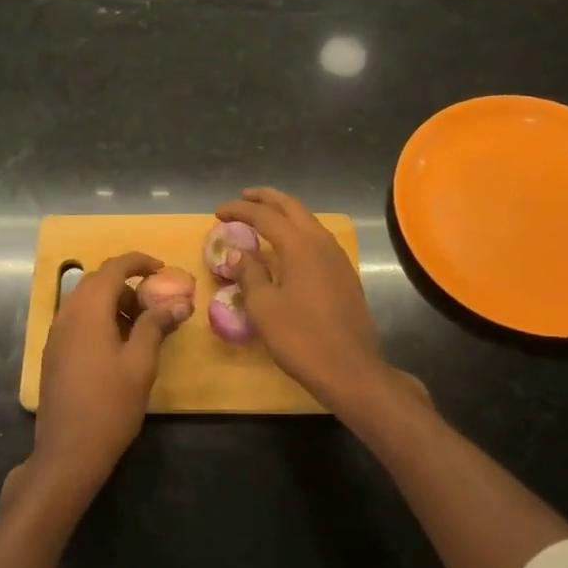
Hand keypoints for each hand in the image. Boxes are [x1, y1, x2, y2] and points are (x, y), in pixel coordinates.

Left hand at [31, 251, 186, 505]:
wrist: (68, 452)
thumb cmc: (110, 406)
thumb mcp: (141, 364)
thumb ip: (156, 325)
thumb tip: (179, 302)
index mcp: (89, 311)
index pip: (113, 268)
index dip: (139, 262)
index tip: (162, 269)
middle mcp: (67, 314)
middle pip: (97, 281)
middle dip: (127, 282)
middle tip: (154, 301)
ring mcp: (56, 334)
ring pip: (85, 300)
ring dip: (113, 301)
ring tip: (140, 325)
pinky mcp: (53, 352)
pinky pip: (77, 318)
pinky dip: (99, 317)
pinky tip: (118, 344)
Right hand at [217, 188, 424, 418]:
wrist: (350, 369)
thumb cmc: (300, 338)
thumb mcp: (264, 307)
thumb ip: (250, 274)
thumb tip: (239, 254)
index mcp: (300, 245)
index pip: (264, 215)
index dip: (239, 210)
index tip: (218, 213)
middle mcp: (321, 242)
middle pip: (292, 207)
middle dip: (265, 199)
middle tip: (243, 198)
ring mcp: (338, 257)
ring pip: (308, 221)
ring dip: (284, 213)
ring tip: (263, 217)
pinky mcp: (345, 274)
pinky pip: (317, 239)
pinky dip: (297, 231)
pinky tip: (288, 246)